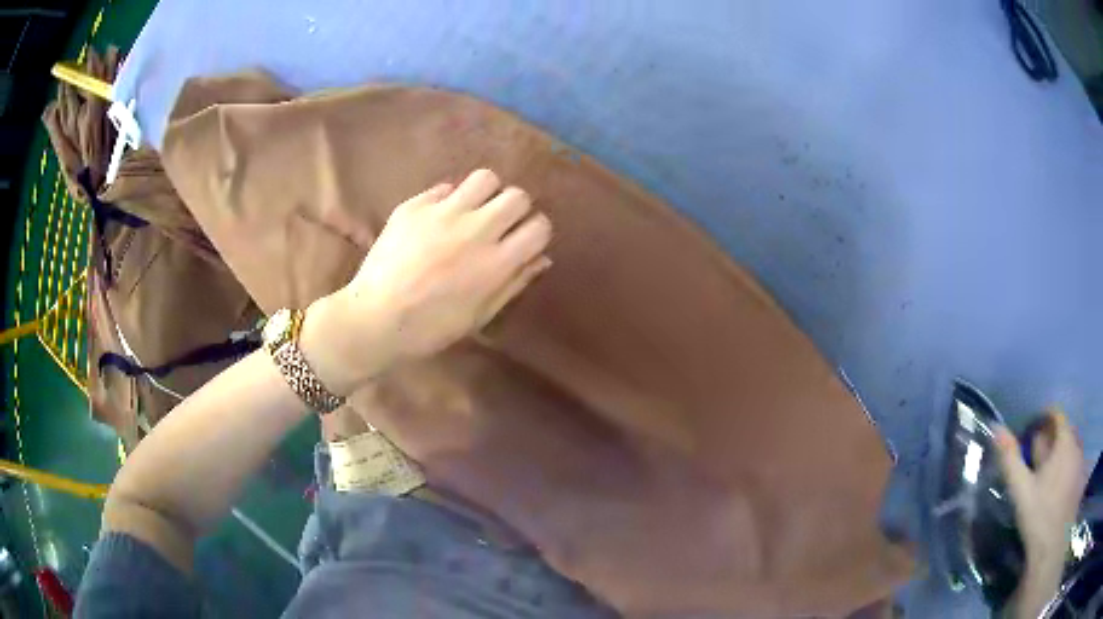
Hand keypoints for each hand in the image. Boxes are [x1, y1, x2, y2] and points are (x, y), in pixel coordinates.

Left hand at [302, 169, 552, 393]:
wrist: (374, 319)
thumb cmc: (430, 328)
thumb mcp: (479, 316)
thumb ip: (514, 284)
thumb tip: (541, 258)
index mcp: (496, 263)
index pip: (539, 226)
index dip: (536, 232)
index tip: (524, 241)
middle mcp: (475, 230)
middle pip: (517, 195)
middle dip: (515, 209)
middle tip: (499, 225)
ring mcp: (443, 213)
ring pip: (485, 178)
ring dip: (486, 194)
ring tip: (473, 211)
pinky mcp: (415, 206)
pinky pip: (445, 188)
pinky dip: (448, 200)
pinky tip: (438, 219)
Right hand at [996, 411, 1085, 617]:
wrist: (1053, 545)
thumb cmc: (1039, 515)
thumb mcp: (1022, 490)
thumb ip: (1011, 459)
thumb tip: (996, 428)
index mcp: (1064, 440)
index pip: (1057, 414)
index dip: (1045, 417)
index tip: (1033, 429)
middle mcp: (1076, 444)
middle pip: (1066, 430)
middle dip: (1053, 438)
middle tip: (1038, 455)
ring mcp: (1080, 462)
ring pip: (1072, 447)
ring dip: (1062, 452)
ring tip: (1049, 473)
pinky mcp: (1081, 479)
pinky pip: (1075, 463)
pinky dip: (1067, 467)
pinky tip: (1058, 488)